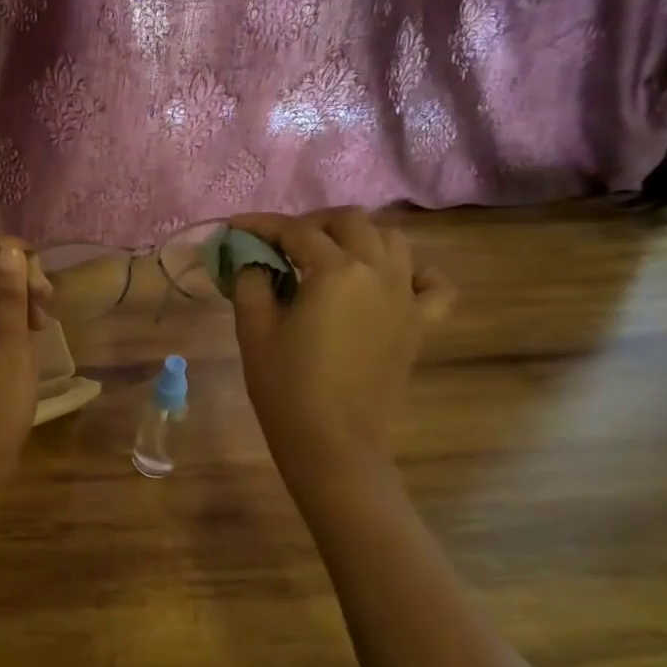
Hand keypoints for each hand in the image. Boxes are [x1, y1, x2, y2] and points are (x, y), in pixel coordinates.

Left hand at [0, 232, 50, 484]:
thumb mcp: (13, 346)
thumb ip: (10, 296)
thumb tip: (9, 250)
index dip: (17, 252)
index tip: (42, 286)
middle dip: (20, 276)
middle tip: (45, 309)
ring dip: (18, 298)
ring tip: (40, 327)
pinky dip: (7, 318)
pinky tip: (27, 338)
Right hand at [227, 209, 454, 493]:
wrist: (333, 444)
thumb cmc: (286, 388)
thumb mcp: (254, 331)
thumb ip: (251, 283)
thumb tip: (253, 261)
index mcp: (335, 271)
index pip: (296, 231)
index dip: (261, 225)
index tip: (235, 228)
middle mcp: (378, 272)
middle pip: (350, 222)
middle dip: (312, 223)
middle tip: (282, 244)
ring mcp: (406, 296)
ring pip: (392, 241)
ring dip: (358, 238)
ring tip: (329, 256)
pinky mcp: (420, 324)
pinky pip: (432, 284)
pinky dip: (414, 272)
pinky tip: (389, 281)